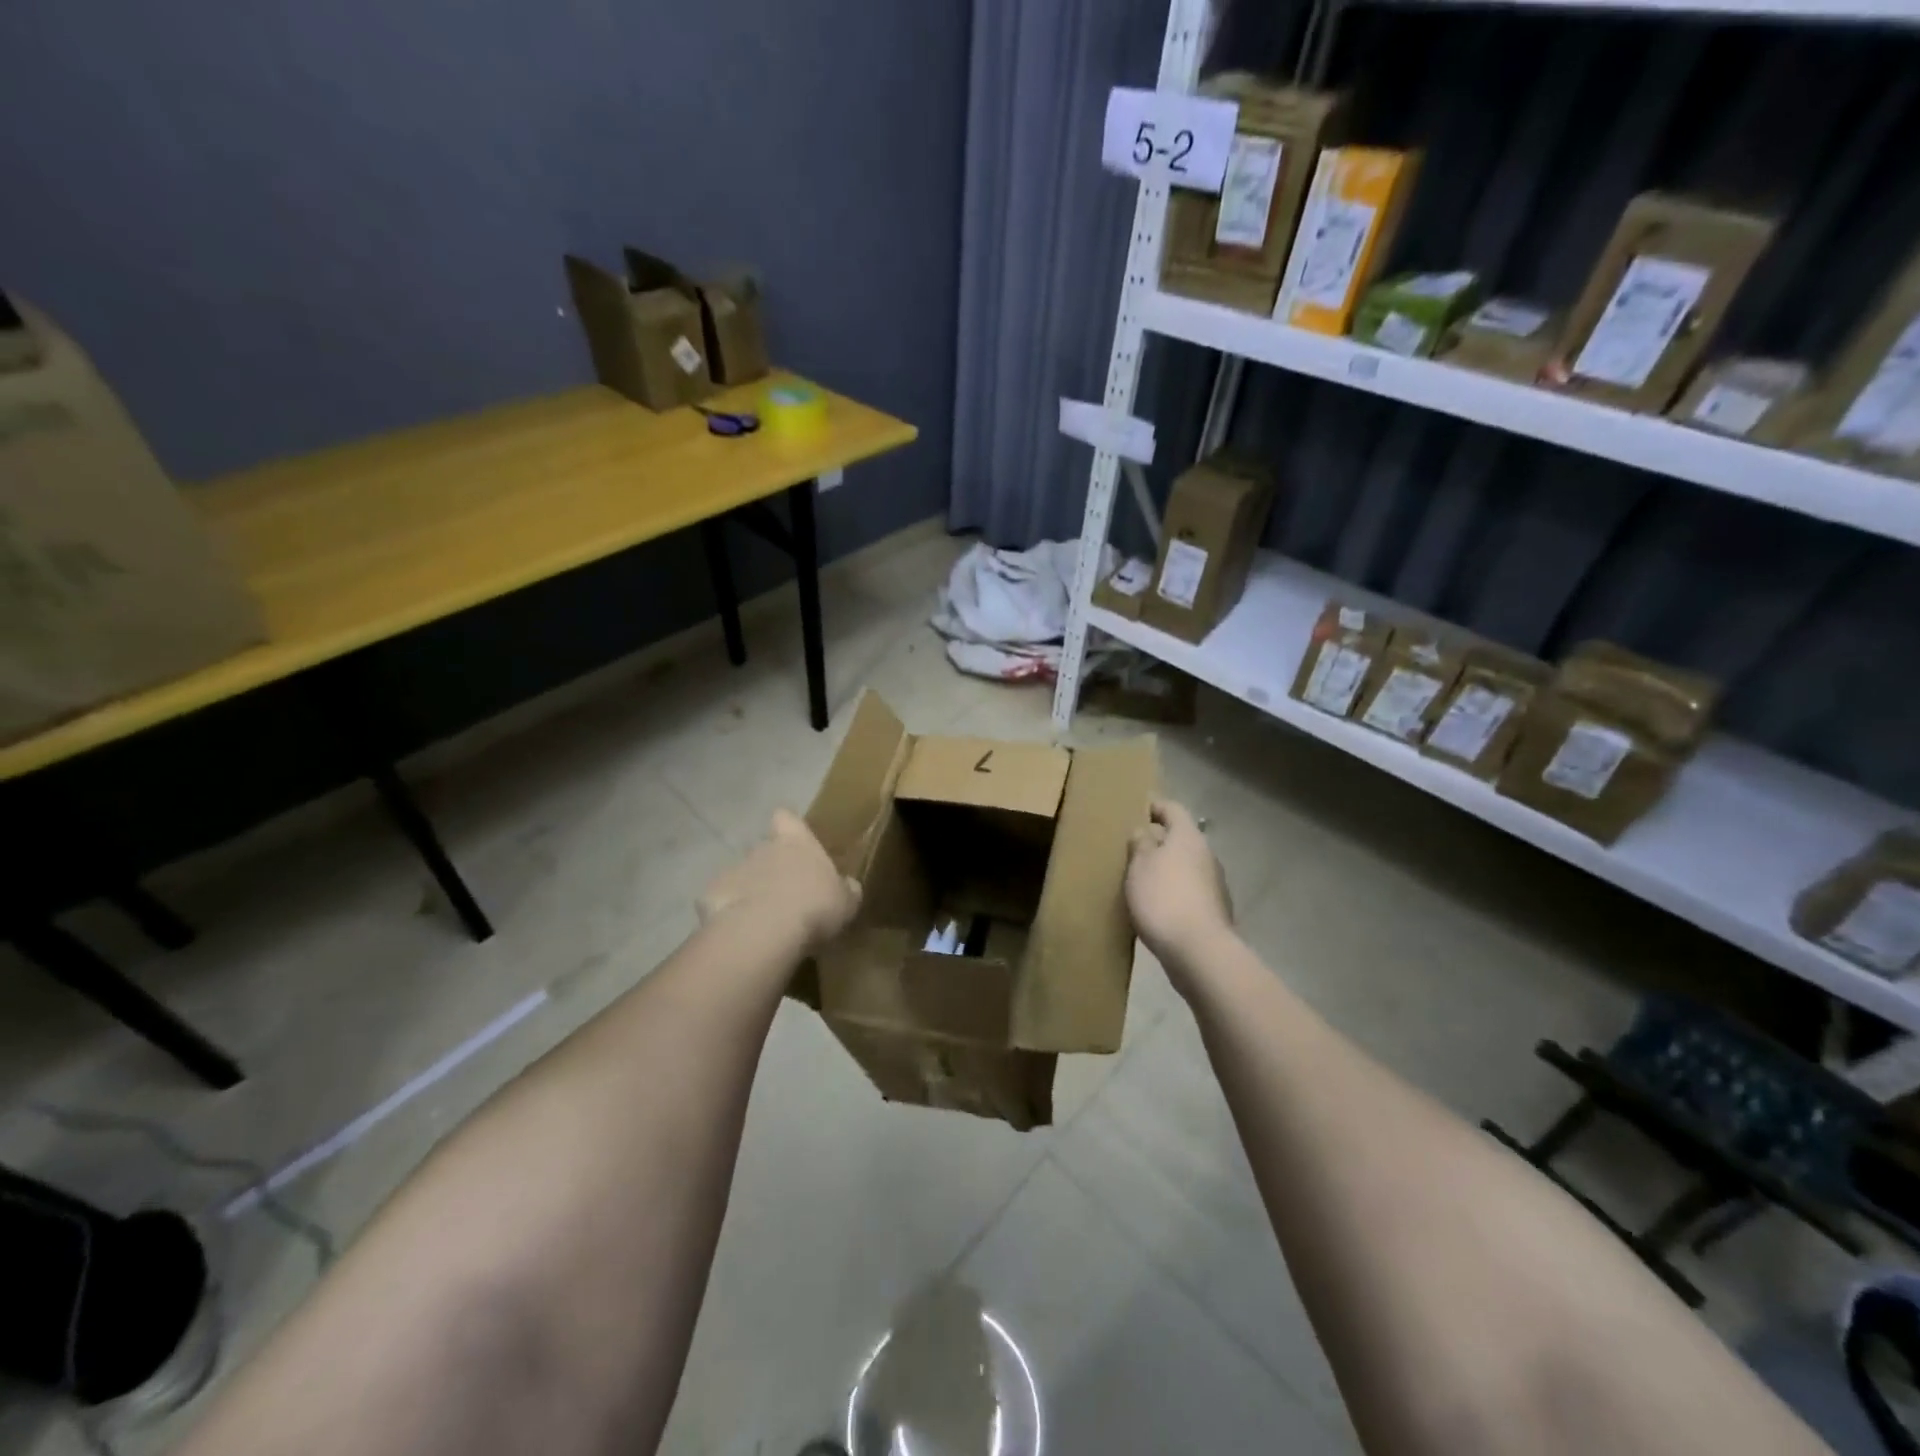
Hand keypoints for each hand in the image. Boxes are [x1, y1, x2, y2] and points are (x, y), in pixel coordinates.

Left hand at [698, 810, 860, 951]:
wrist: (764, 932)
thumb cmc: (814, 907)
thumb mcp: (846, 902)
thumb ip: (846, 890)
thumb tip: (849, 886)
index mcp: (796, 842)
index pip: (786, 818)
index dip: (789, 828)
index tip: (794, 843)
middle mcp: (762, 848)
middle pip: (764, 849)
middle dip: (771, 867)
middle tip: (785, 895)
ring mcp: (733, 870)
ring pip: (742, 875)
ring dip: (750, 891)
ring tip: (763, 921)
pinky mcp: (711, 895)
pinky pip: (722, 901)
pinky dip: (729, 913)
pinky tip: (742, 933)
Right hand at [1126, 798, 1233, 978]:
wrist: (1199, 951)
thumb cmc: (1164, 899)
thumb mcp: (1140, 866)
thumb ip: (1140, 844)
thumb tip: (1145, 831)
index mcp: (1189, 837)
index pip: (1172, 809)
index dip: (1154, 806)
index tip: (1135, 809)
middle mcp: (1207, 855)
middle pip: (1181, 838)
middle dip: (1159, 841)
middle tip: (1131, 848)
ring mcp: (1214, 884)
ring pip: (1186, 866)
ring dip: (1167, 869)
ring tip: (1140, 879)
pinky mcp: (1214, 911)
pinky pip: (1189, 891)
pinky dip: (1174, 892)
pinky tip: (1156, 906)